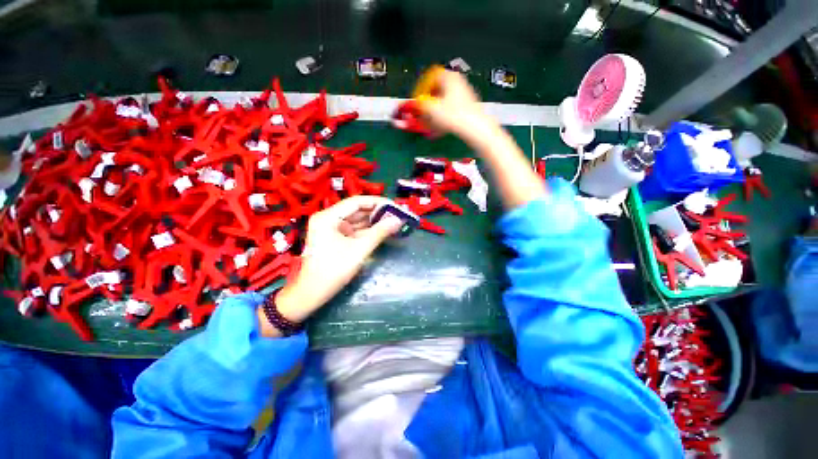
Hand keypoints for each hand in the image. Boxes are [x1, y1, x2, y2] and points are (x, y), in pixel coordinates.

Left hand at [258, 196, 403, 335]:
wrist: (312, 294)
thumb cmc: (333, 271)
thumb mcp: (359, 250)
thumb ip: (379, 233)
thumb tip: (398, 220)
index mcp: (328, 217)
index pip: (356, 202)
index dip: (377, 202)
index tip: (395, 206)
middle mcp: (329, 218)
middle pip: (357, 210)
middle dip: (377, 212)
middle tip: (397, 214)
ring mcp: (332, 228)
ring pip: (357, 220)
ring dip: (374, 221)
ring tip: (393, 221)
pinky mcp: (335, 237)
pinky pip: (354, 230)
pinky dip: (368, 230)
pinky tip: (382, 230)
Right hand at [417, 68, 545, 209]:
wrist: (477, 130)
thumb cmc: (453, 116)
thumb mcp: (430, 111)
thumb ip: (416, 108)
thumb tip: (405, 109)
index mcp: (448, 78)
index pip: (429, 78)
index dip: (420, 91)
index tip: (416, 104)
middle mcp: (457, 84)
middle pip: (435, 93)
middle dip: (426, 108)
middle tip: (421, 118)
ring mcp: (463, 96)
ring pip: (442, 105)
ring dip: (433, 117)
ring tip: (429, 129)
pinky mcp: (467, 109)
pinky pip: (450, 113)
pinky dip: (442, 121)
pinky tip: (438, 132)